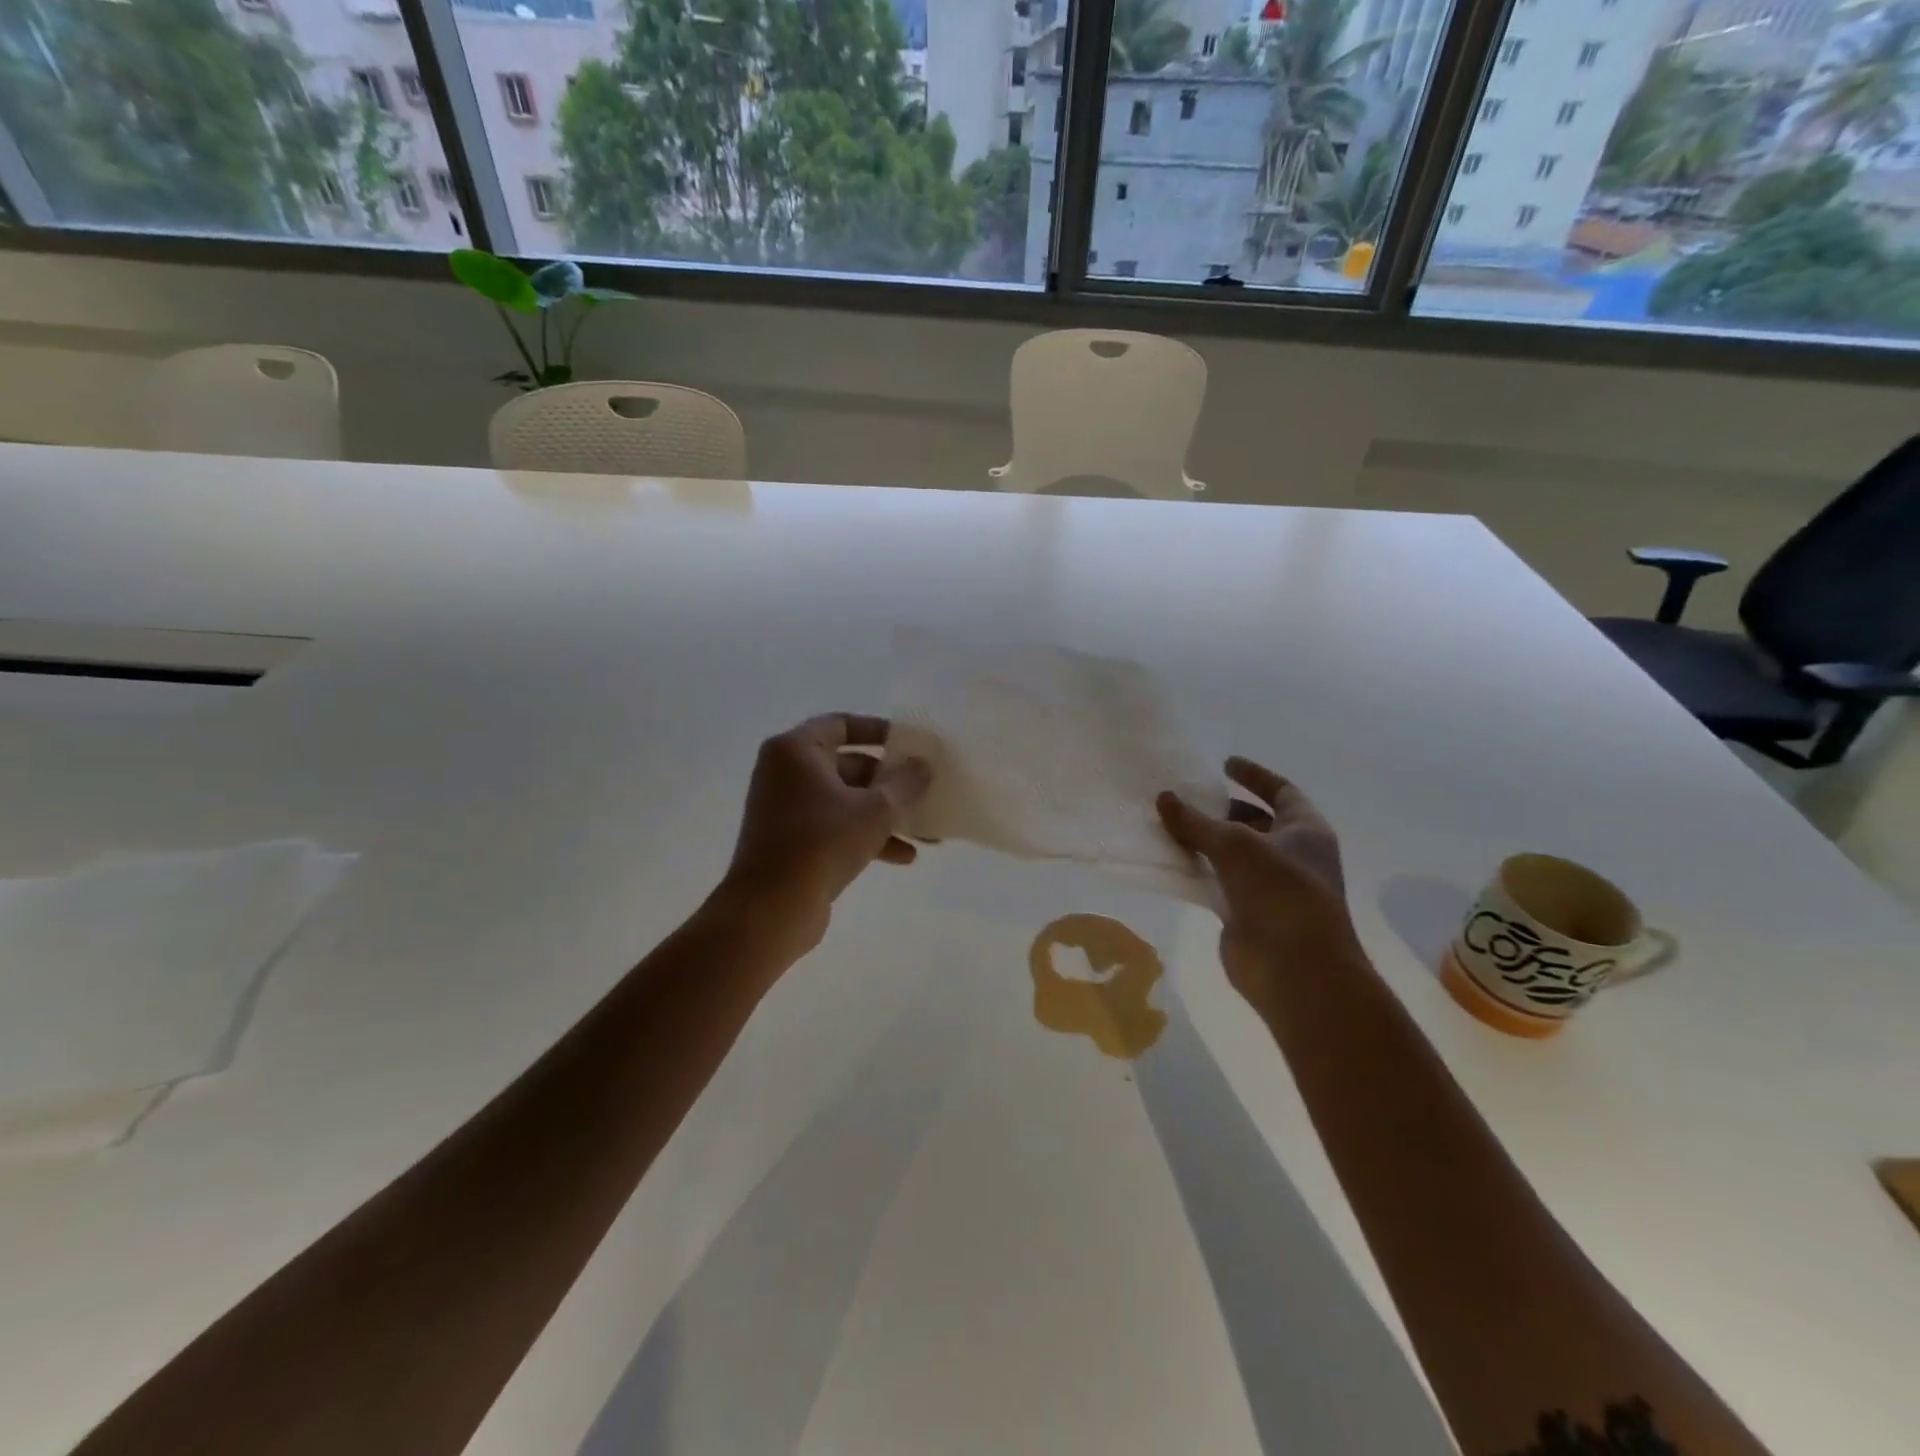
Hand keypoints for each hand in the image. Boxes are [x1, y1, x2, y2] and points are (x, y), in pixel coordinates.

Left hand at [721, 714, 931, 951]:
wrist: (771, 908)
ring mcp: (786, 808)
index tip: (910, 742)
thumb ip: (905, 782)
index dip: (878, 730)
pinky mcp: (791, 841)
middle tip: (924, 790)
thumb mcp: (876, 809)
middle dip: (889, 782)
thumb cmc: (822, 842)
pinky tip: (904, 857)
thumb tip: (923, 765)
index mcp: (796, 750)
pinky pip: (836, 827)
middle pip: (848, 765)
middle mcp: (786, 773)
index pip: (842, 724)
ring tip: (925, 831)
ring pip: (845, 800)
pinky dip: (866, 836)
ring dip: (884, 814)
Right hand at [1157, 757, 1367, 1008]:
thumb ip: (1197, 820)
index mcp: (1306, 830)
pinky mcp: (1247, 912)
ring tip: (1168, 824)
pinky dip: (1197, 870)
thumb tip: (1164, 797)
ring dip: (1204, 840)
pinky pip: (1218, 881)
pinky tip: (1170, 860)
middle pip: (1254, 822)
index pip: (1281, 791)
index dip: (1254, 775)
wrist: (1295, 968)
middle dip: (1221, 810)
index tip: (1224, 763)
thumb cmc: (1279, 892)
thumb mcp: (1236, 845)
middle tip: (1184, 798)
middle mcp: (1292, 854)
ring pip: (1232, 854)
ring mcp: (1270, 886)